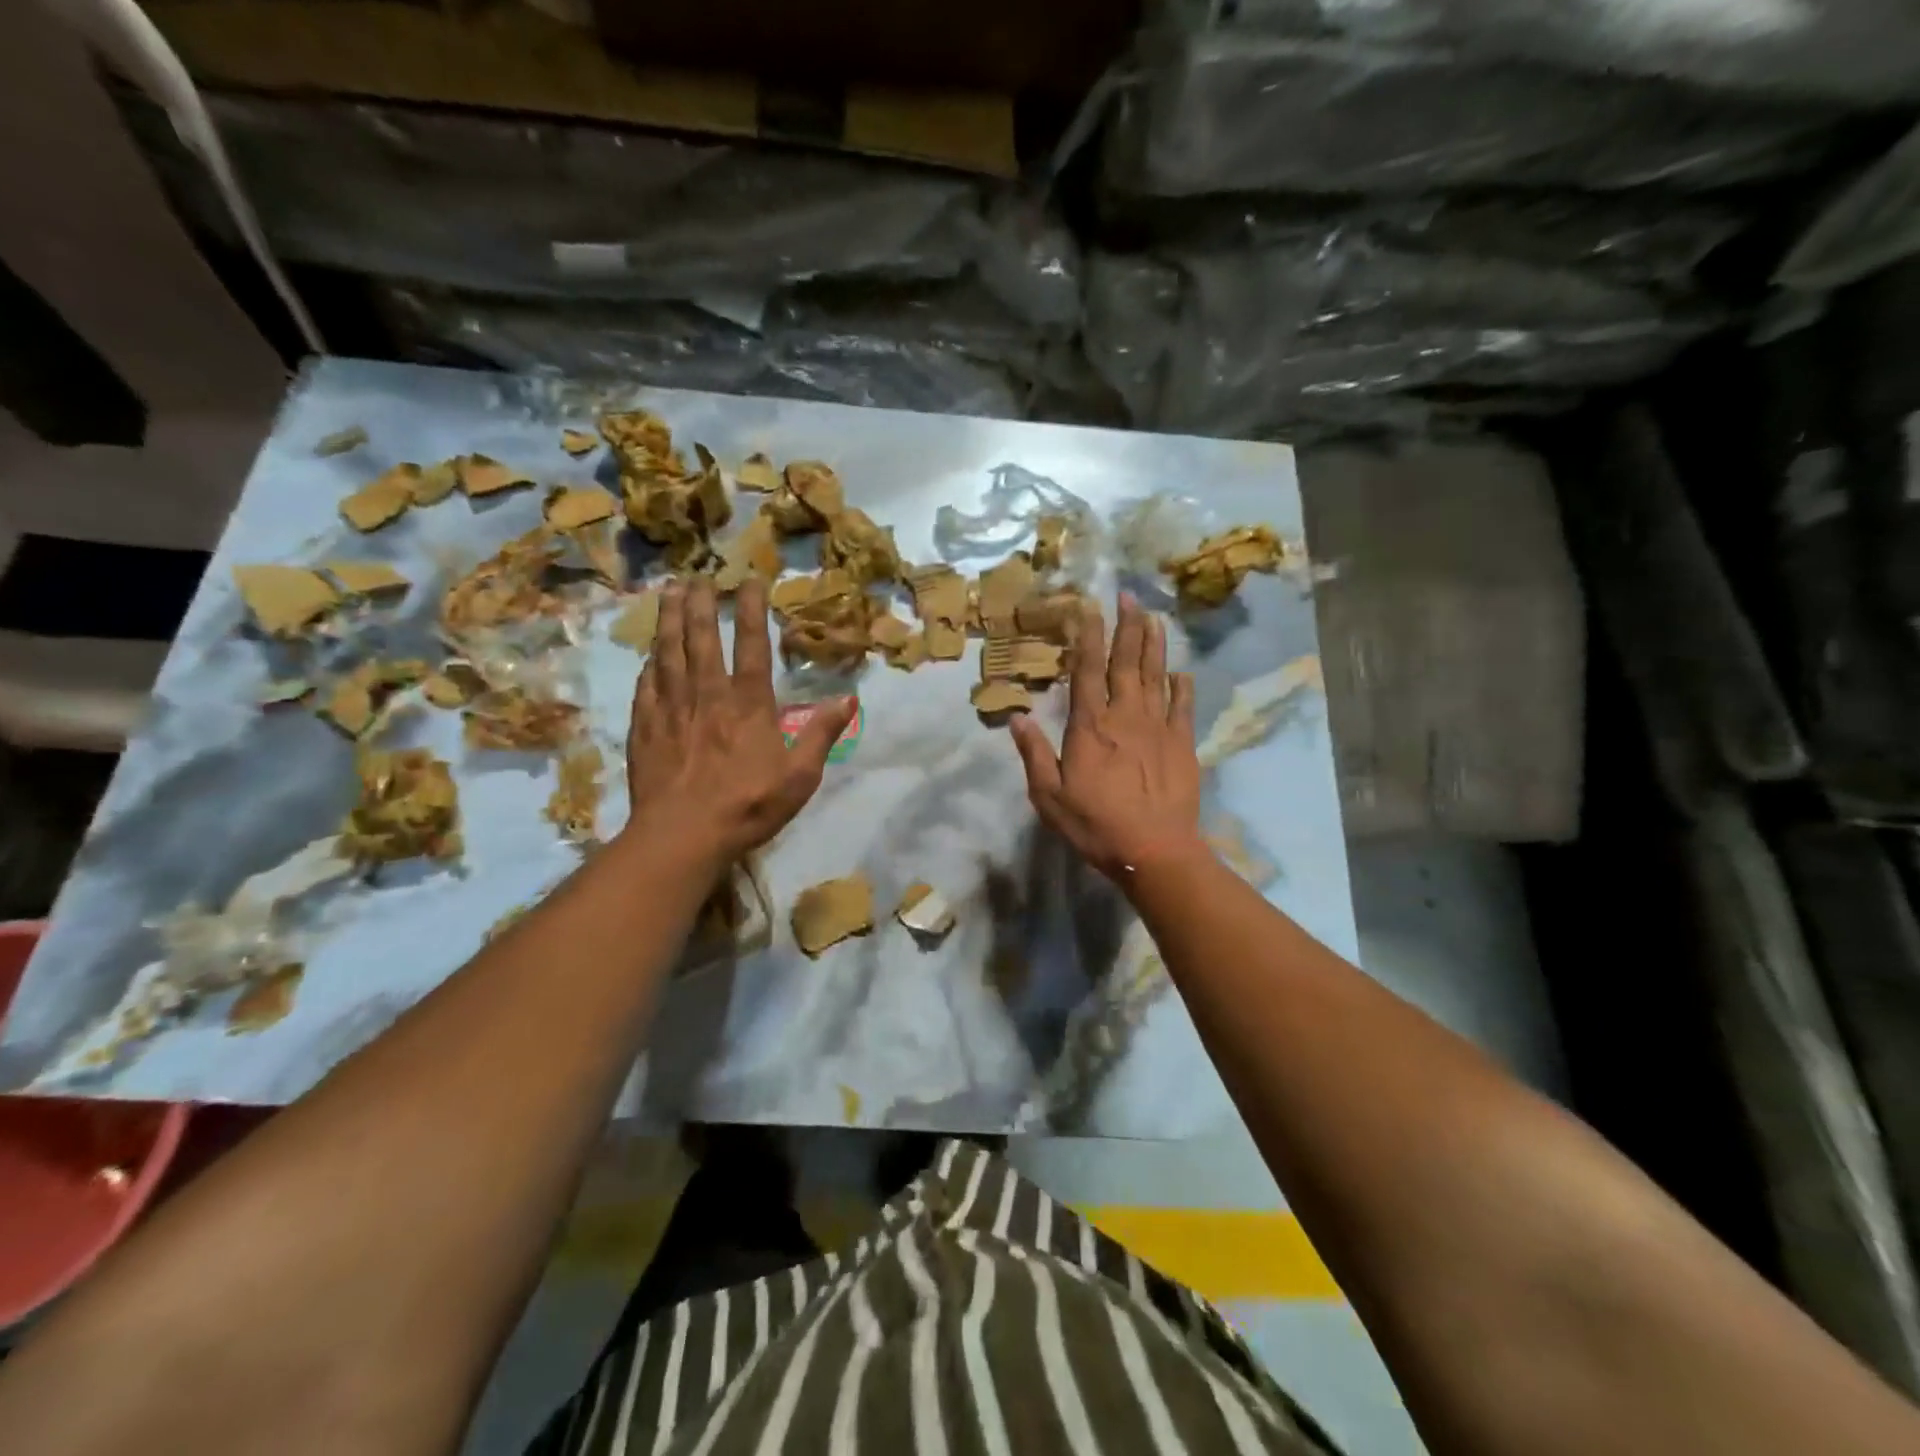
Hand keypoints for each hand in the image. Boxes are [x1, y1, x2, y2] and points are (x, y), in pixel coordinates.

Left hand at [622, 576, 852, 862]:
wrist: (682, 835)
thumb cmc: (748, 805)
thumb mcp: (800, 776)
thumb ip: (822, 733)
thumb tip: (849, 698)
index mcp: (748, 704)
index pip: (752, 646)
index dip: (751, 610)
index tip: (749, 581)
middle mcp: (708, 695)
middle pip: (702, 639)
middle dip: (701, 604)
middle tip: (699, 575)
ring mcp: (672, 709)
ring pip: (669, 653)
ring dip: (670, 620)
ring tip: (669, 591)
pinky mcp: (645, 728)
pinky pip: (647, 685)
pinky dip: (650, 663)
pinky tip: (649, 653)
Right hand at [1008, 592, 1204, 882]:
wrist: (1154, 852)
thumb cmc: (1095, 825)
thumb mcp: (1049, 796)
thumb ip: (1034, 754)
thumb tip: (1017, 717)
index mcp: (1090, 726)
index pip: (1087, 671)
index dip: (1089, 637)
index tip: (1091, 608)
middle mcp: (1125, 716)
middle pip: (1126, 663)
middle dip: (1127, 627)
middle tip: (1129, 596)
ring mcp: (1158, 727)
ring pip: (1156, 675)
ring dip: (1154, 645)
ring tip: (1154, 617)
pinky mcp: (1182, 743)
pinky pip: (1183, 706)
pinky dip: (1182, 686)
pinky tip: (1181, 672)